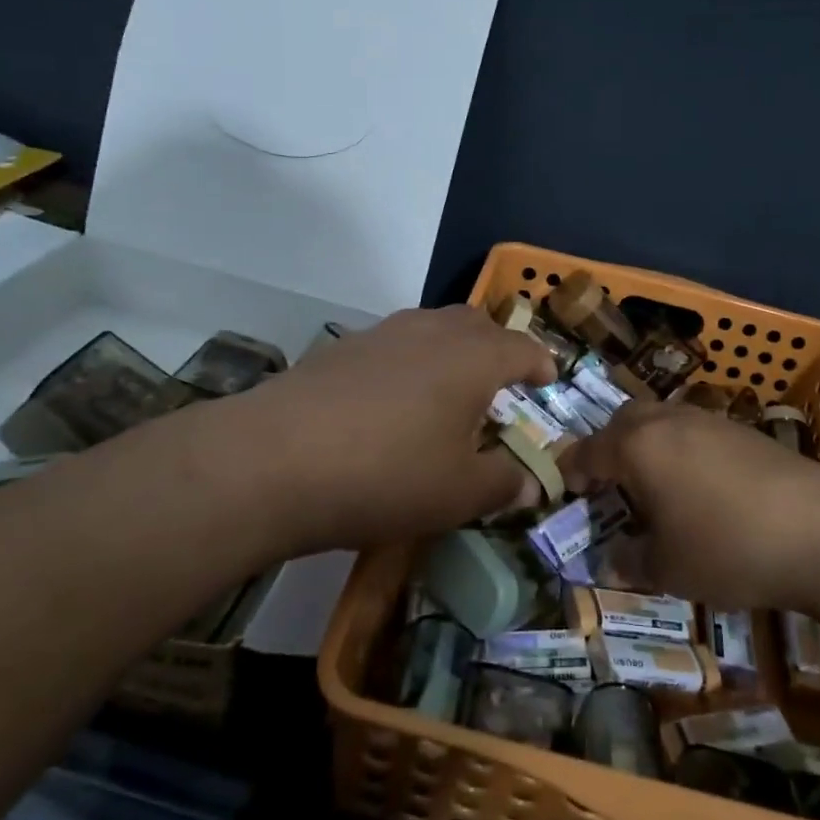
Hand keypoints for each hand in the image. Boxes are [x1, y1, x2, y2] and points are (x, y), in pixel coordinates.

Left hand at [187, 306, 555, 555]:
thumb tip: (531, 483)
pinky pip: (393, 346)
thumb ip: (503, 484)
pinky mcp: (341, 349)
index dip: (540, 364)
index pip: (523, 347)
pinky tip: (391, 405)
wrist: (272, 460)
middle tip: (500, 386)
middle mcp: (432, 331)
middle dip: (496, 349)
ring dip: (450, 353)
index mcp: (474, 357)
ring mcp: (382, 334)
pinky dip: (408, 365)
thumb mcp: (458, 494)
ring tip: (447, 394)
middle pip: (477, 325)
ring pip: (432, 329)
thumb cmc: (386, 474)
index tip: (547, 381)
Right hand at [560, 402, 819, 609]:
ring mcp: (710, 420)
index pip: (588, 451)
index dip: (571, 471)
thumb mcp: (669, 568)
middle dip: (609, 447)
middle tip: (610, 484)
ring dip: (648, 444)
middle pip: (623, 421)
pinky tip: (701, 486)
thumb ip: (631, 561)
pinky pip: (695, 430)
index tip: (566, 491)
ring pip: (662, 419)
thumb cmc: (728, 547)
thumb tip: (611, 560)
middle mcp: (668, 420)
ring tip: (655, 486)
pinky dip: (682, 448)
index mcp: (638, 446)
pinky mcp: (744, 430)